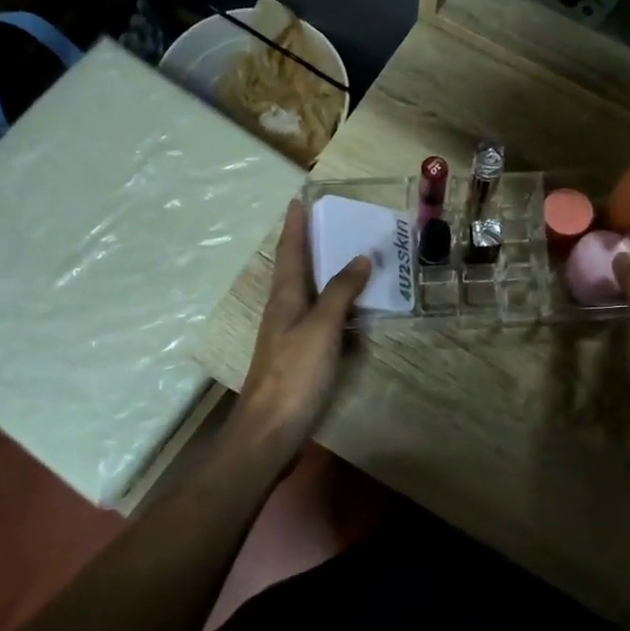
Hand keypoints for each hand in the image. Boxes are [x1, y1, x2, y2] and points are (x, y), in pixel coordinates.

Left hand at [236, 199, 369, 461]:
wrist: (270, 430)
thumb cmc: (294, 374)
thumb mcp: (321, 328)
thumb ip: (340, 293)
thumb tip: (359, 257)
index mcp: (285, 297)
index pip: (290, 251)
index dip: (294, 226)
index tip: (298, 200)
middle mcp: (283, 310)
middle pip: (293, 268)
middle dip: (305, 243)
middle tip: (325, 221)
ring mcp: (288, 335)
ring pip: (304, 292)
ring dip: (318, 271)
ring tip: (340, 255)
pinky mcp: (297, 356)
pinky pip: (316, 316)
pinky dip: (330, 301)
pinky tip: (344, 307)